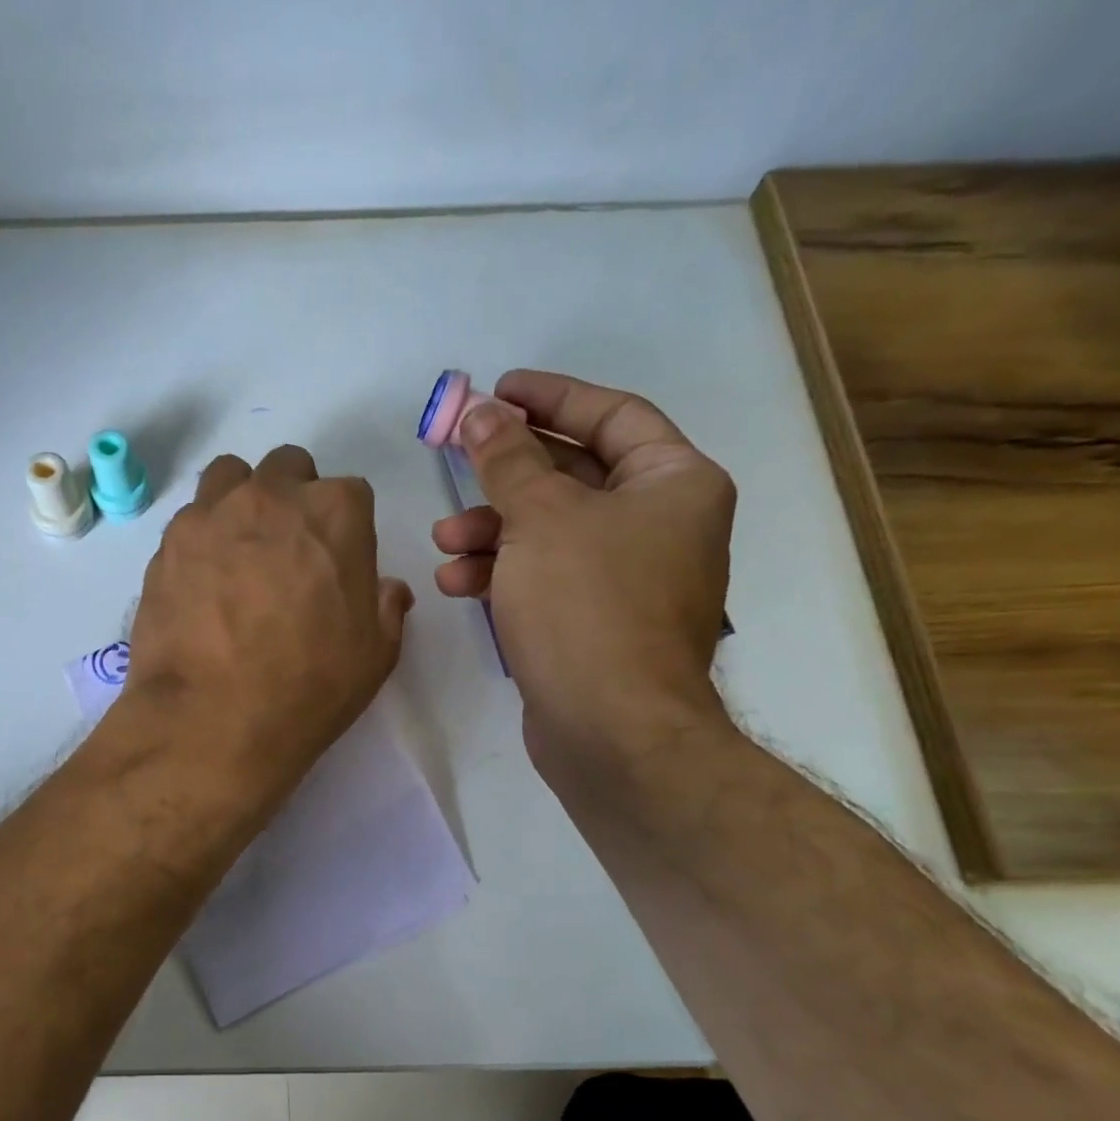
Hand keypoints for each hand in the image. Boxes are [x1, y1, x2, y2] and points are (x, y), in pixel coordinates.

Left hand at [123, 445, 412, 793]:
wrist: (213, 718)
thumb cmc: (308, 688)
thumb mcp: (375, 655)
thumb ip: (386, 607)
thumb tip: (385, 588)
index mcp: (336, 513)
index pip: (350, 494)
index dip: (344, 530)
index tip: (334, 565)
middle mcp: (272, 496)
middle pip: (288, 469)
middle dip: (293, 498)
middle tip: (287, 553)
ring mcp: (212, 514)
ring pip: (230, 477)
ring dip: (241, 500)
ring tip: (238, 551)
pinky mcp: (168, 543)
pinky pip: (190, 519)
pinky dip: (201, 537)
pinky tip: (201, 581)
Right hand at [432, 371, 735, 776]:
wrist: (610, 729)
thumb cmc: (586, 605)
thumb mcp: (539, 518)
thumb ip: (506, 458)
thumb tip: (481, 411)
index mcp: (674, 483)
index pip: (612, 416)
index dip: (552, 398)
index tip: (497, 391)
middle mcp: (659, 525)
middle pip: (574, 475)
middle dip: (508, 473)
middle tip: (457, 457)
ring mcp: (627, 578)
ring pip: (550, 531)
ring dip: (493, 529)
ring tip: (445, 540)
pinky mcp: (594, 622)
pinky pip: (545, 576)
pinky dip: (503, 572)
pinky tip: (457, 583)